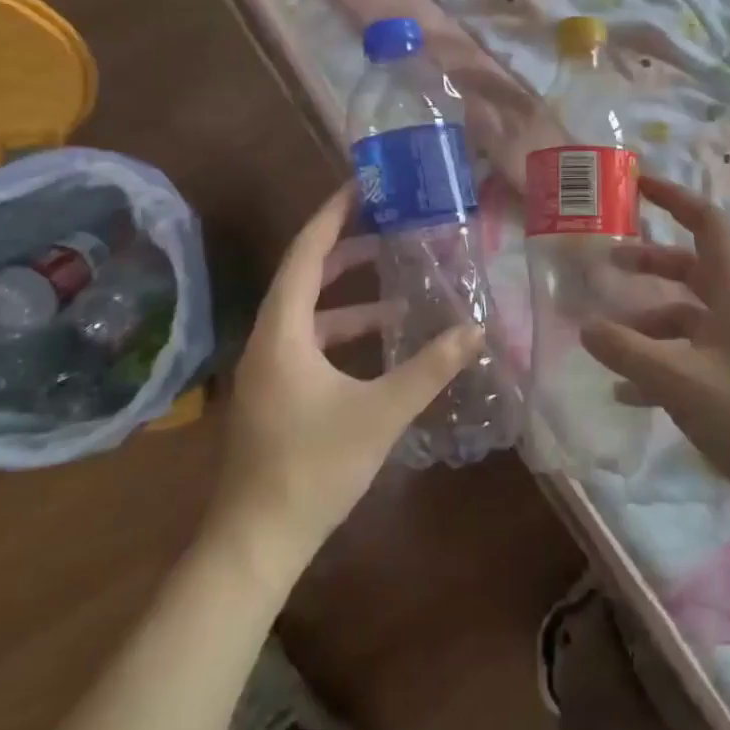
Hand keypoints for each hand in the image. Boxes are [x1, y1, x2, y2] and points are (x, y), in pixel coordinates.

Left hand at [206, 183, 481, 585]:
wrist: (255, 543)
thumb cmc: (313, 468)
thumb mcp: (380, 413)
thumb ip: (429, 368)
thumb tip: (474, 329)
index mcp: (283, 331)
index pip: (306, 254)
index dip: (332, 215)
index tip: (360, 186)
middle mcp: (268, 339)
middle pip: (306, 277)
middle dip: (346, 250)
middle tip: (388, 228)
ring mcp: (268, 369)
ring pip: (310, 314)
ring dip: (350, 298)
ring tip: (398, 288)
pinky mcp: (275, 393)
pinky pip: (310, 343)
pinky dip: (343, 334)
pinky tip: (381, 345)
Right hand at [580, 176, 729, 516]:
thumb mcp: (679, 381)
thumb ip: (627, 351)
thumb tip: (585, 326)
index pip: (707, 223)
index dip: (674, 198)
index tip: (636, 185)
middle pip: (691, 266)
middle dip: (649, 261)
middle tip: (606, 262)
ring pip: (685, 313)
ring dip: (646, 316)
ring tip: (604, 332)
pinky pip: (687, 355)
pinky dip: (656, 360)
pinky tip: (625, 391)